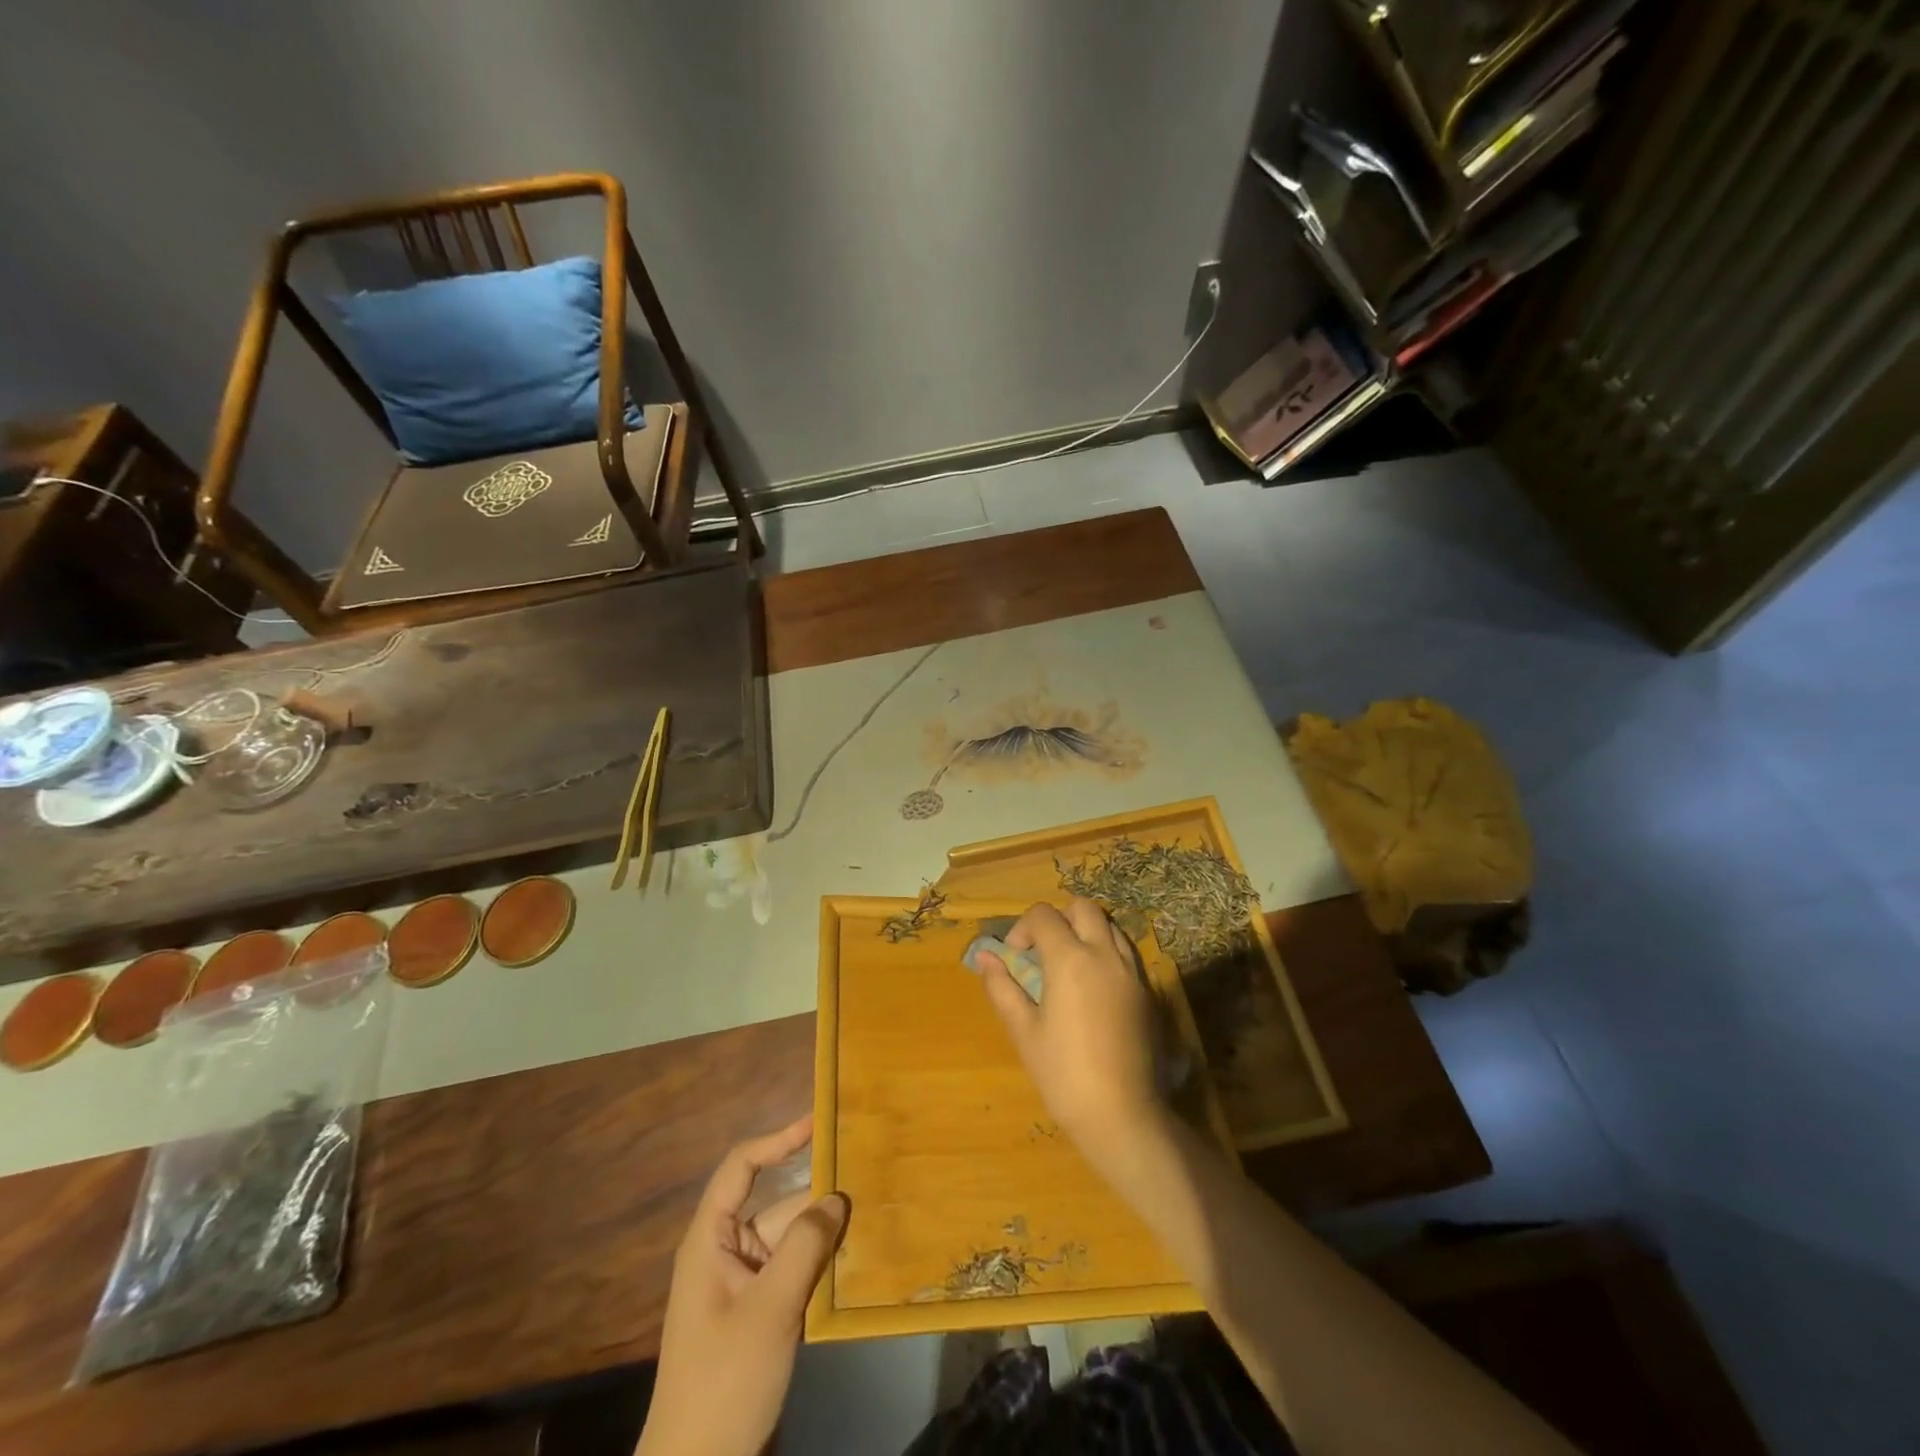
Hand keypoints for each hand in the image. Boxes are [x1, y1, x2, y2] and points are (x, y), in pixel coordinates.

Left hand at [637, 1116, 848, 1455]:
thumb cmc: (725, 1378)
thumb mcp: (770, 1308)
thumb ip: (805, 1245)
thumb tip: (837, 1197)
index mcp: (711, 1240)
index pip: (742, 1168)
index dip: (778, 1140)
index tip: (818, 1123)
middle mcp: (726, 1254)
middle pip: (777, 1206)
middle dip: (818, 1198)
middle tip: (869, 1180)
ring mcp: (743, 1287)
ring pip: (791, 1241)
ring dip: (825, 1235)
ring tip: (875, 1216)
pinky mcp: (760, 1316)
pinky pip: (795, 1273)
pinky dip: (822, 1267)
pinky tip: (857, 1262)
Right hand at [972, 899, 1164, 1174]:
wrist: (1123, 1115)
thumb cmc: (1063, 1074)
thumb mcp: (1024, 1031)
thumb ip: (1003, 987)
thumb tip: (985, 957)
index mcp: (1069, 959)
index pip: (1044, 915)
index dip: (1023, 928)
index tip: (1015, 956)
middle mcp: (1103, 954)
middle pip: (1083, 908)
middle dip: (1059, 918)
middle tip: (1044, 950)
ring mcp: (1131, 971)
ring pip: (1109, 926)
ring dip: (1086, 932)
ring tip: (1069, 965)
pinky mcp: (1147, 992)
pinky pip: (1125, 952)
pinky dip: (1106, 952)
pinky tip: (1093, 987)